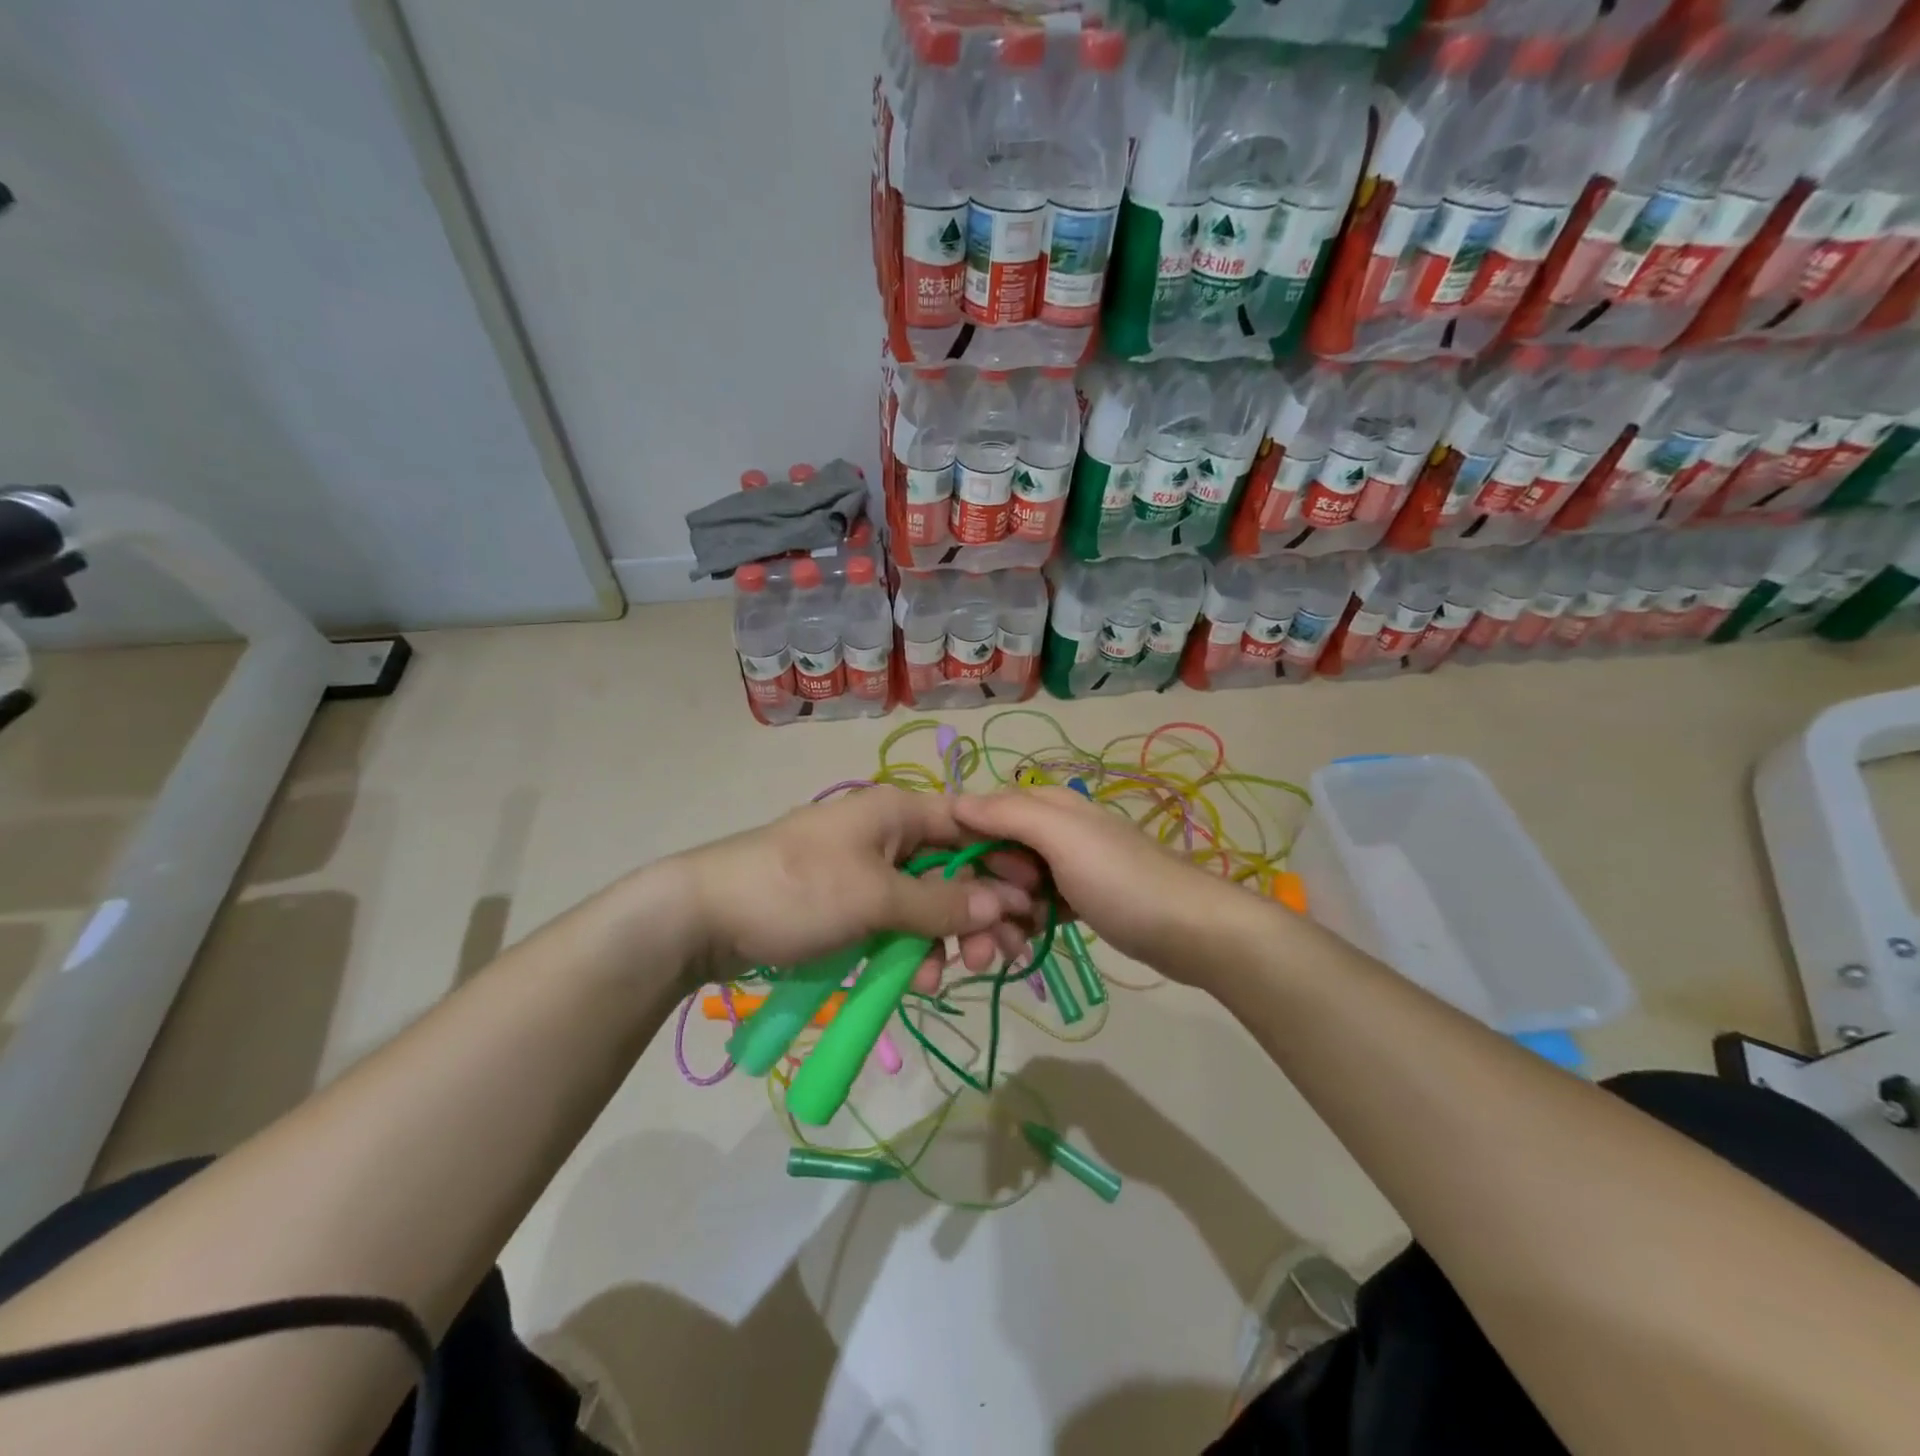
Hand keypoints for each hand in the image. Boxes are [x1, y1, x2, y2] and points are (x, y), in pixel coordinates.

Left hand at [669, 787, 1032, 989]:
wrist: (702, 918)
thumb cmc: (796, 891)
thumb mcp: (875, 898)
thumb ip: (942, 904)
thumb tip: (1004, 903)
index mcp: (897, 811)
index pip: (971, 825)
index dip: (1006, 860)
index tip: (1033, 903)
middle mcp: (888, 833)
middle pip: (955, 868)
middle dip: (979, 911)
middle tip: (1000, 955)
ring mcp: (867, 870)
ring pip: (928, 902)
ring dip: (946, 938)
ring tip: (952, 974)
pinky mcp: (849, 905)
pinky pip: (896, 923)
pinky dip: (911, 949)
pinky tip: (915, 979)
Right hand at [952, 786, 1249, 980]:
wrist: (1191, 932)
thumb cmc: (1122, 880)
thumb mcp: (1063, 838)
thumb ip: (1009, 815)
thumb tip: (956, 801)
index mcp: (1047, 805)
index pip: (983, 814)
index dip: (963, 847)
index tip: (955, 887)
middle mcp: (1052, 830)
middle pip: (993, 855)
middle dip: (980, 893)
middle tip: (981, 937)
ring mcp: (1066, 866)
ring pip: (1011, 886)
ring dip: (1000, 917)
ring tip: (1006, 951)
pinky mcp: (1077, 899)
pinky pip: (1034, 908)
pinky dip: (1024, 926)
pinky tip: (1023, 949)